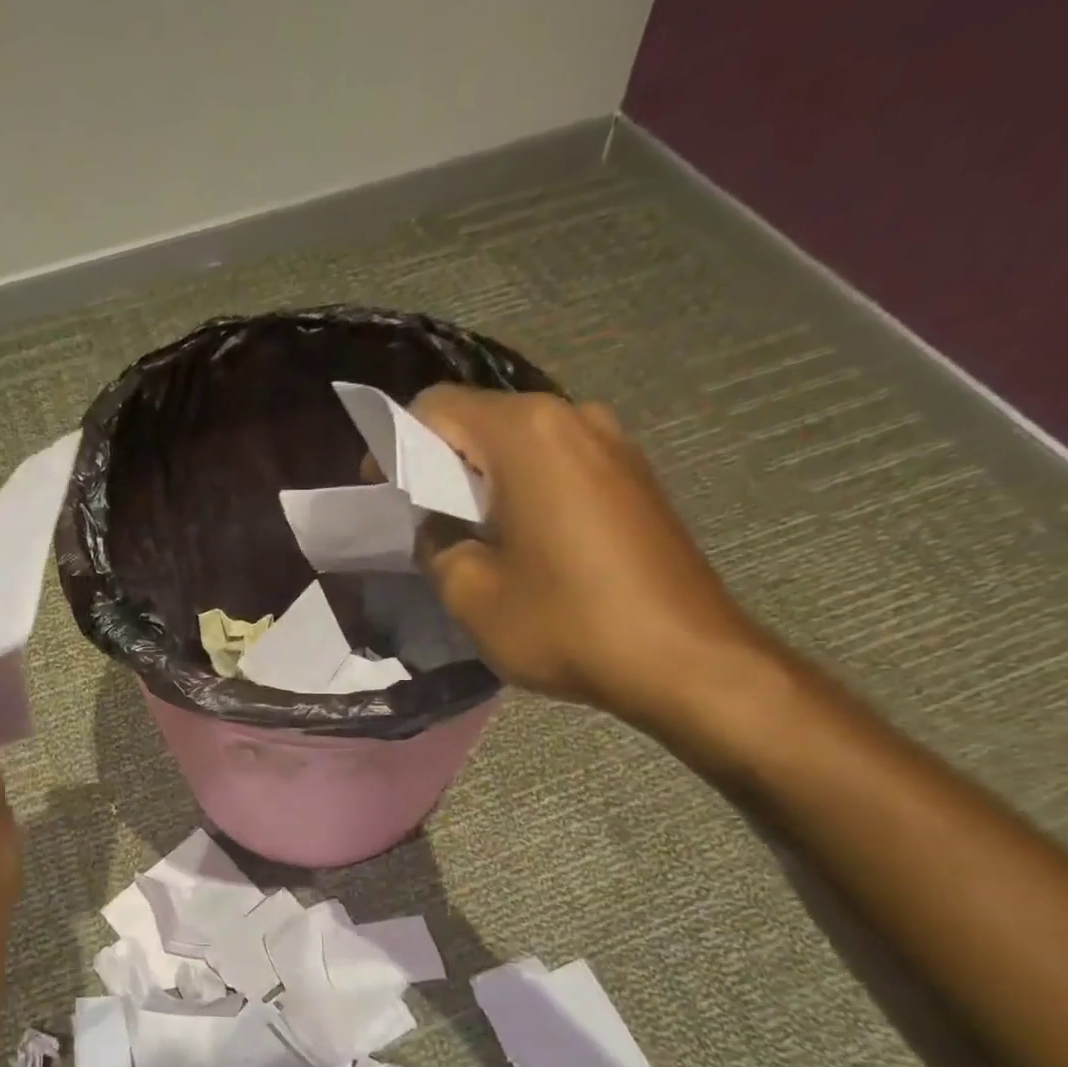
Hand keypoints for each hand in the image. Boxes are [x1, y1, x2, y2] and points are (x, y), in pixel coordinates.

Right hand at [410, 385, 770, 732]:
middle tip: (420, 523)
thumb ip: (436, 545)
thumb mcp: (471, 594)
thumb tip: (438, 528)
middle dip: (439, 465)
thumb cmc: (567, 621)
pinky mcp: (634, 478)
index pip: (436, 407)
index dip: (395, 446)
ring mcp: (613, 444)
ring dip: (483, 481)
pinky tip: (522, 544)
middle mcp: (573, 417)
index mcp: (526, 434)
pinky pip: (559, 466)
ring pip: (521, 445)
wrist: (684, 659)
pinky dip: (524, 491)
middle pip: (481, 421)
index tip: (382, 496)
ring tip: (470, 538)